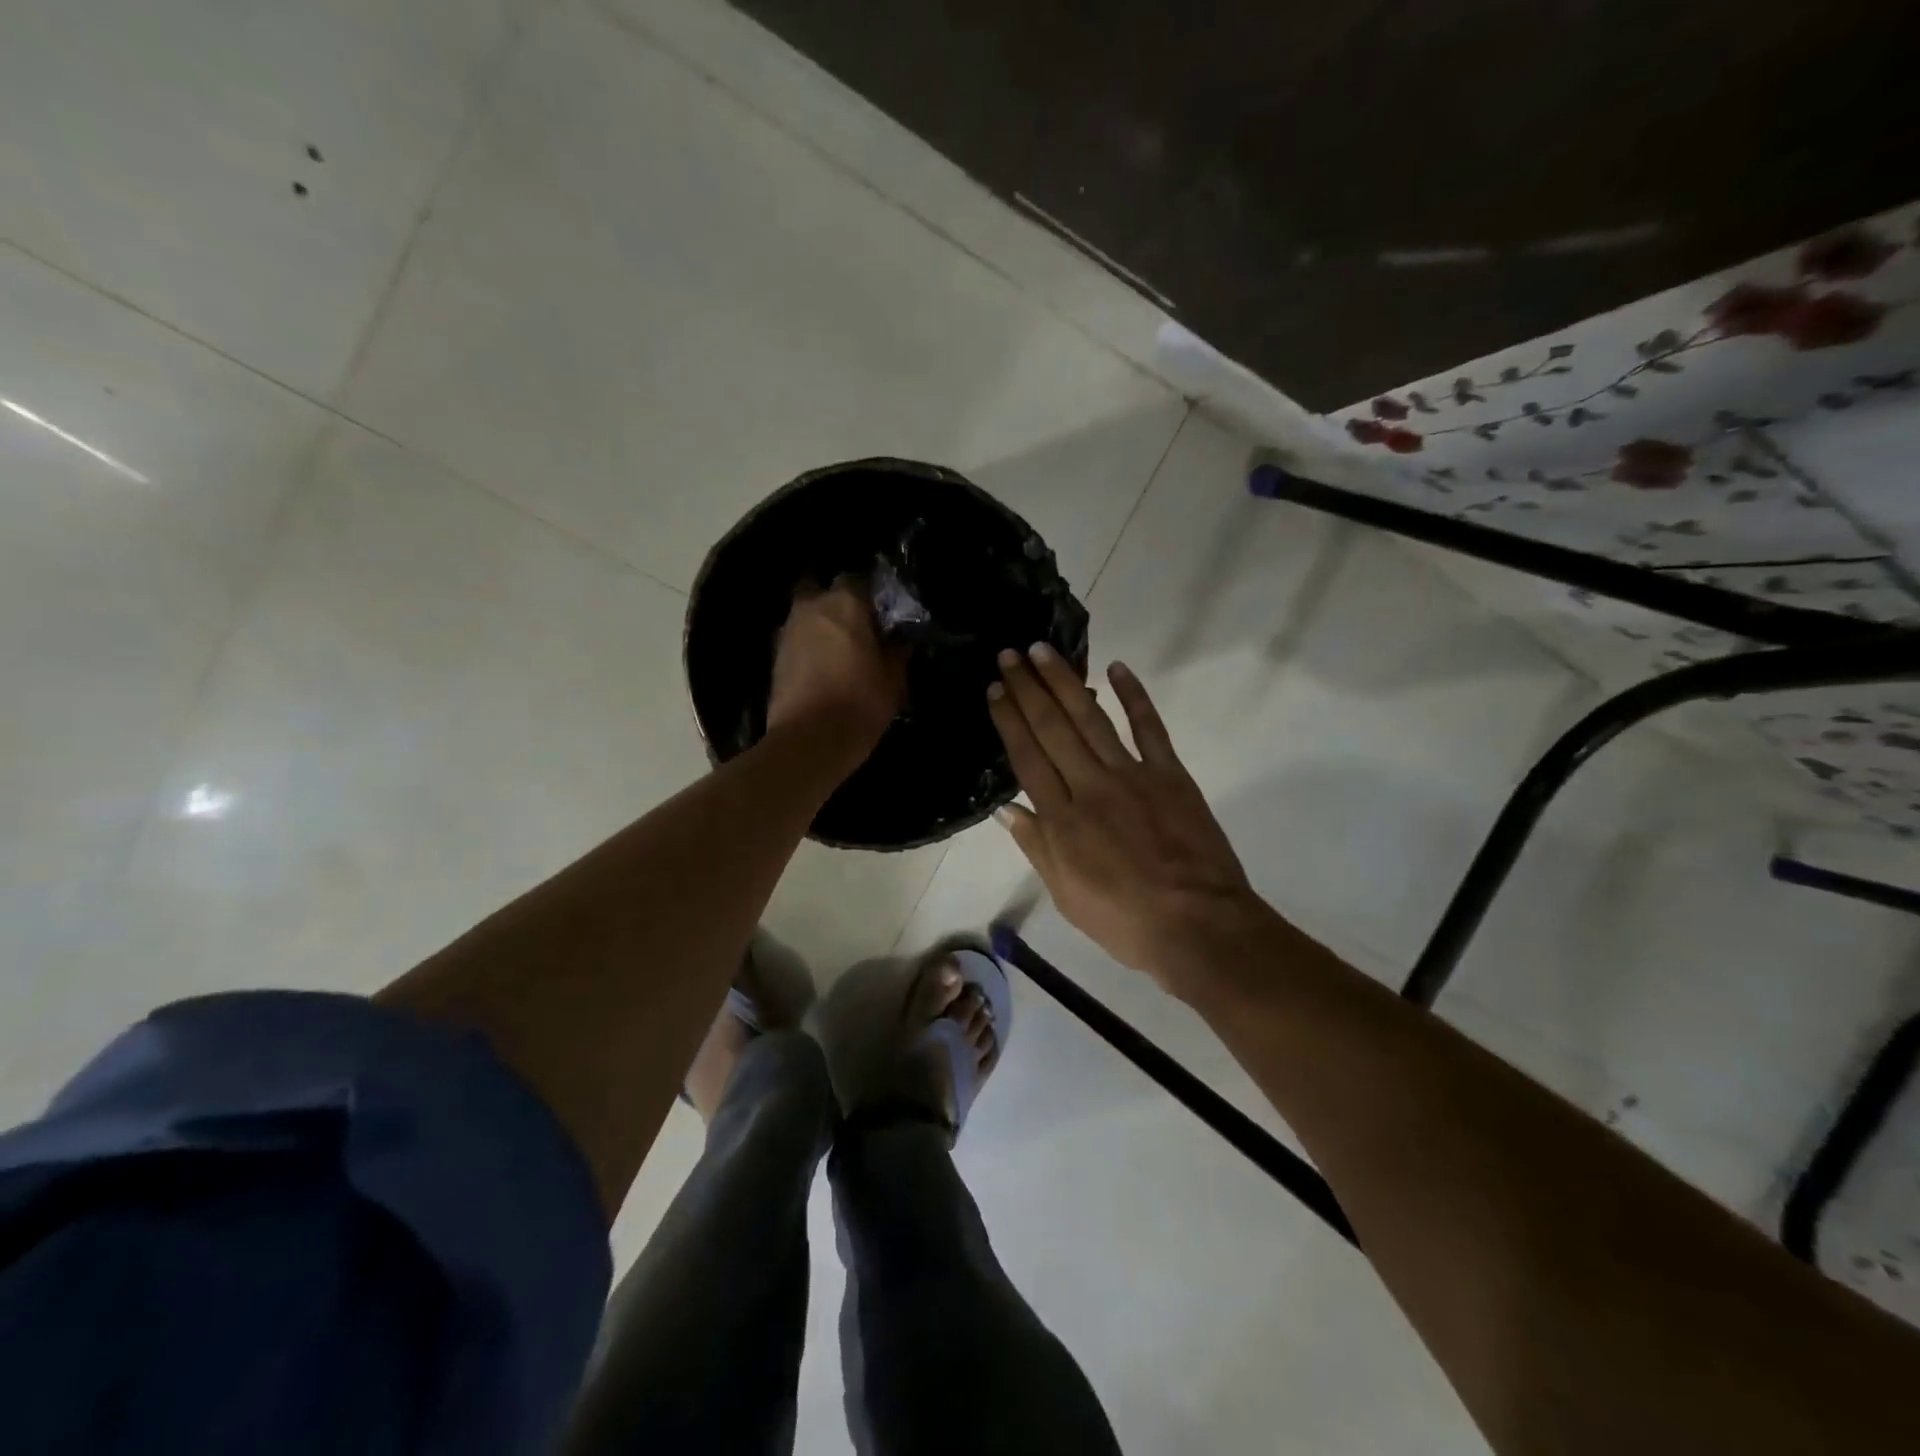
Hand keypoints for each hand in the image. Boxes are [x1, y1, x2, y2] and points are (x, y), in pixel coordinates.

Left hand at [767, 577, 906, 753]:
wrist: (809, 740)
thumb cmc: (860, 703)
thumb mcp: (893, 680)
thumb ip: (896, 652)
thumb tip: (898, 640)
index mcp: (846, 603)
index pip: (859, 579)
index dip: (870, 594)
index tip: (881, 613)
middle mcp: (812, 607)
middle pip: (822, 589)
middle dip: (835, 602)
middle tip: (855, 626)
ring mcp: (788, 630)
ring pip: (805, 615)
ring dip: (819, 625)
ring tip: (838, 650)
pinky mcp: (774, 657)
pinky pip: (795, 640)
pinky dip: (806, 647)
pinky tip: (821, 668)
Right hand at [987, 646, 1262, 993]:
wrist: (1198, 927)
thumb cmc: (1124, 921)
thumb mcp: (1065, 895)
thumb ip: (1036, 846)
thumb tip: (1005, 808)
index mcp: (1062, 820)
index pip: (1026, 757)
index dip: (1008, 720)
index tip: (994, 689)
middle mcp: (1090, 787)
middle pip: (1052, 728)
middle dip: (1027, 688)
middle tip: (1010, 654)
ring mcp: (1132, 776)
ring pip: (1091, 719)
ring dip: (1065, 682)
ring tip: (1043, 651)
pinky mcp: (1170, 774)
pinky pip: (1149, 728)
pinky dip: (1135, 695)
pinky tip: (1117, 668)